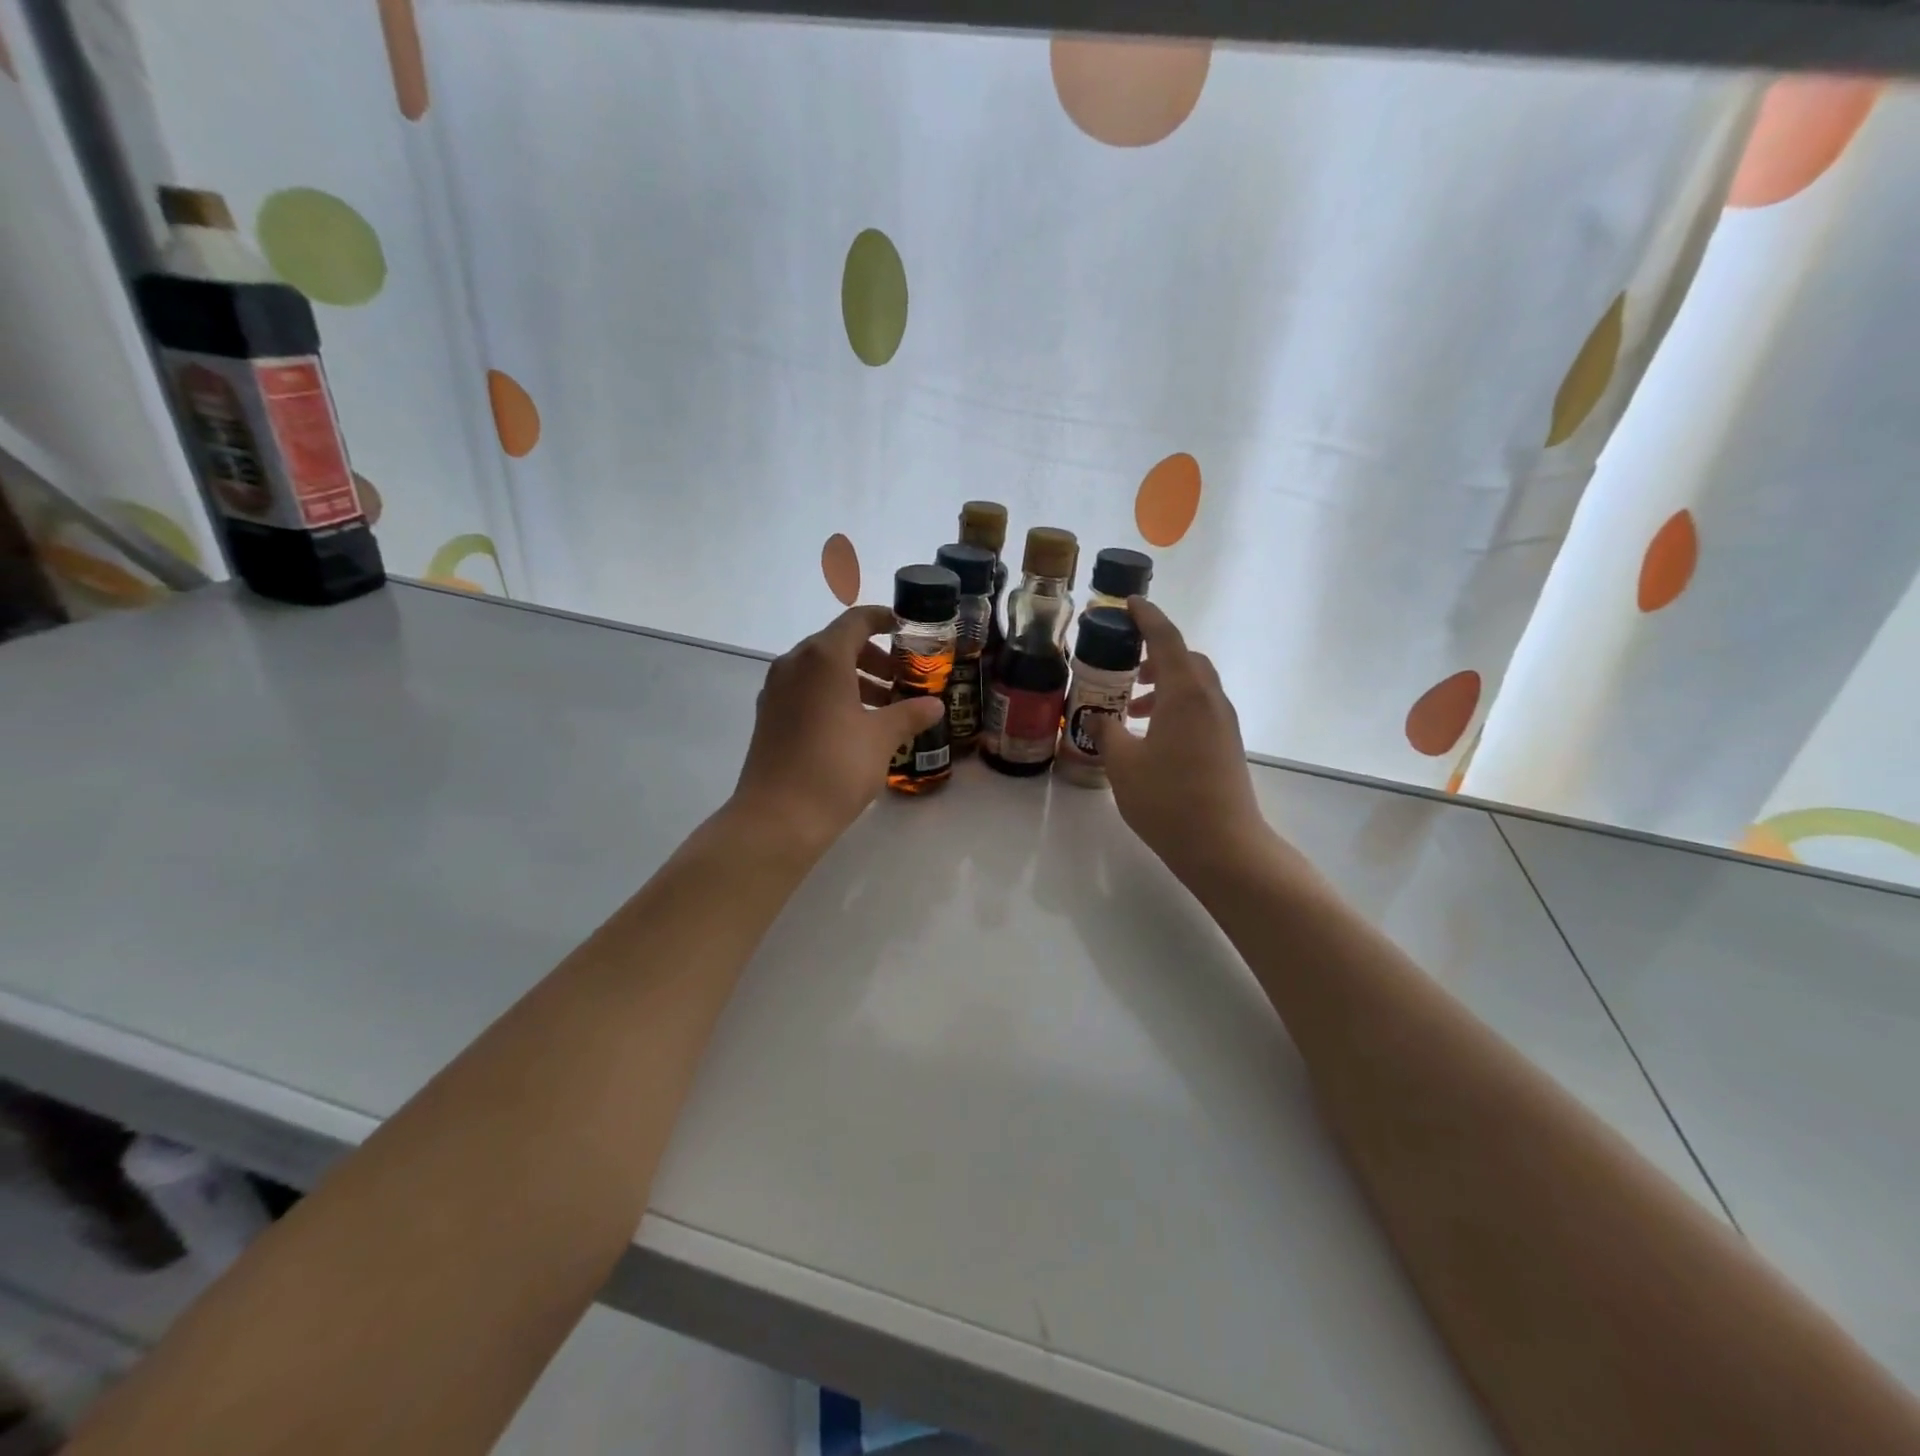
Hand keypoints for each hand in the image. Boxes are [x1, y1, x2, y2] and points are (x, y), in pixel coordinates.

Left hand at [730, 606, 944, 856]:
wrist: (777, 818)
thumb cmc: (835, 767)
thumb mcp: (881, 739)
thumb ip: (910, 714)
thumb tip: (934, 705)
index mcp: (823, 658)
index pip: (857, 621)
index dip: (884, 620)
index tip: (908, 631)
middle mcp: (795, 664)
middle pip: (838, 644)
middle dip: (874, 658)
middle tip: (903, 680)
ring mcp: (777, 690)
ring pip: (821, 670)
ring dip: (855, 680)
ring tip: (886, 708)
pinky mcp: (770, 716)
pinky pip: (806, 691)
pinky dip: (833, 696)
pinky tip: (855, 727)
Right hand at [1087, 598, 1275, 882]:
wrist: (1224, 845)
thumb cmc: (1168, 800)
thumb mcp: (1122, 765)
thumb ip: (1108, 733)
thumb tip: (1102, 720)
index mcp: (1185, 694)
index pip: (1166, 639)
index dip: (1147, 617)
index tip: (1129, 603)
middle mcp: (1210, 700)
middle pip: (1186, 659)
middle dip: (1156, 655)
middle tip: (1125, 667)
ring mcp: (1223, 723)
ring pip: (1195, 686)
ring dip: (1165, 685)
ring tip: (1132, 709)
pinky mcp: (1227, 745)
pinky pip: (1201, 708)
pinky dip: (1176, 706)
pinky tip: (1152, 737)